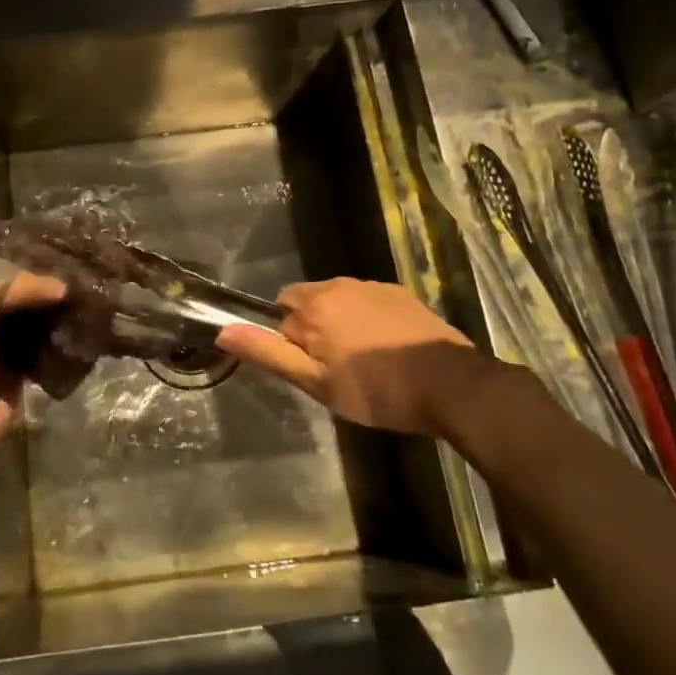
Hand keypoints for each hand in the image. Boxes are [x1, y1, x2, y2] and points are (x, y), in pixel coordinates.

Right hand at [218, 277, 510, 435]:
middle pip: (310, 301)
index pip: (281, 310)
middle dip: (314, 328)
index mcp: (315, 304)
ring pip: (341, 301)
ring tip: (364, 363)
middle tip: (335, 369)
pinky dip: (369, 321)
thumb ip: (269, 353)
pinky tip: (388, 351)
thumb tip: (223, 330)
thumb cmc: (376, 390)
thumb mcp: (316, 382)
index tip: (312, 368)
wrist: (451, 385)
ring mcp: (375, 286)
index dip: (291, 341)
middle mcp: (341, 284)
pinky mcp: (403, 294)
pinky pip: (369, 302)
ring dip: (342, 323)